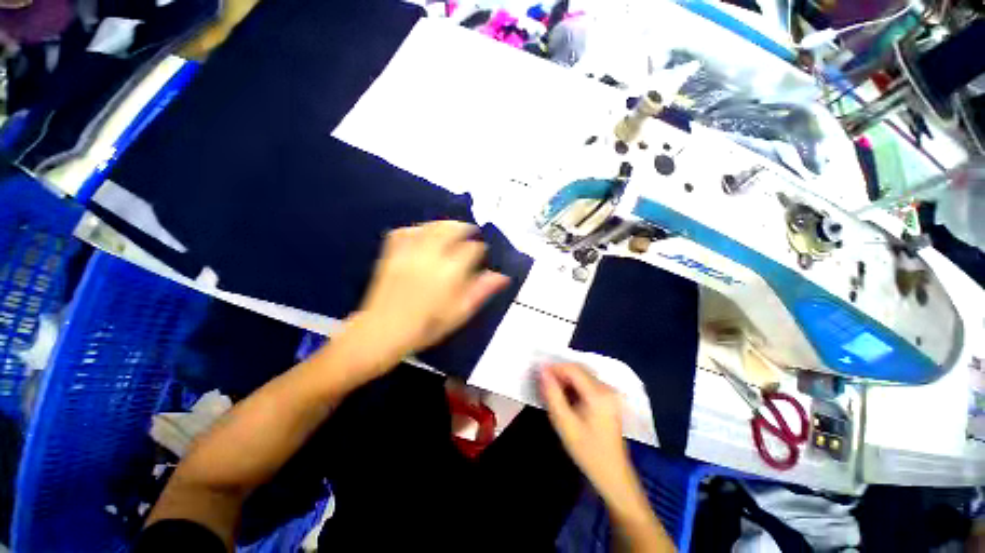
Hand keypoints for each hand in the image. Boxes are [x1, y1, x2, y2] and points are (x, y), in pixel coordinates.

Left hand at [342, 221, 510, 374]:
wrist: (383, 331)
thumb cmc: (426, 327)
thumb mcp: (459, 313)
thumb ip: (480, 291)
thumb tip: (502, 276)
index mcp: (450, 272)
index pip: (472, 249)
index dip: (480, 249)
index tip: (482, 254)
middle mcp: (430, 256)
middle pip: (451, 229)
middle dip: (464, 228)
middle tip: (470, 233)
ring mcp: (409, 252)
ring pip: (430, 226)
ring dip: (444, 225)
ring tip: (451, 230)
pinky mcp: (391, 253)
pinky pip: (406, 231)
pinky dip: (418, 229)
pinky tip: (424, 234)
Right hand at [539, 363, 637, 503]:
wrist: (613, 474)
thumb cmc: (587, 451)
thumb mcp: (565, 423)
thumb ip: (552, 395)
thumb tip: (542, 371)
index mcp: (598, 394)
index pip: (573, 369)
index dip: (554, 368)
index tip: (538, 374)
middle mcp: (607, 388)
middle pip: (579, 369)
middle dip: (560, 372)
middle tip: (544, 383)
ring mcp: (610, 393)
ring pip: (583, 375)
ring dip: (566, 378)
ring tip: (552, 390)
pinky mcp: (610, 398)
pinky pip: (588, 383)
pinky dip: (575, 385)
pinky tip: (566, 397)